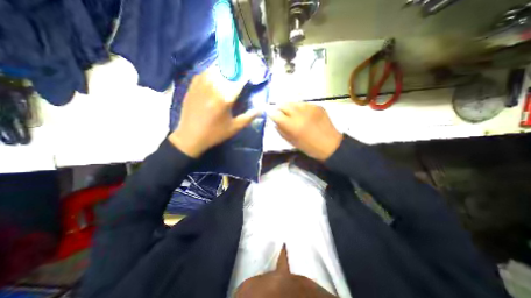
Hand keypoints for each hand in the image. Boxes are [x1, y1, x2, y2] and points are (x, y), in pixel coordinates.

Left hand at [169, 66, 257, 157]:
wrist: (190, 136)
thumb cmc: (214, 133)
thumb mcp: (234, 128)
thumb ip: (249, 117)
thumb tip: (261, 109)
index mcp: (225, 98)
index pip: (239, 79)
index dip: (247, 72)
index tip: (252, 68)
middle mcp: (214, 87)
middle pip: (227, 69)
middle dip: (236, 64)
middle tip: (242, 60)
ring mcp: (201, 84)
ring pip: (215, 67)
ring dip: (224, 64)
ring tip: (230, 63)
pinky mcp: (193, 85)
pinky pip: (204, 71)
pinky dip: (212, 69)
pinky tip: (216, 71)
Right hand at [268, 104, 341, 161]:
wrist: (330, 145)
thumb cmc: (309, 147)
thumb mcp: (292, 142)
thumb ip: (281, 131)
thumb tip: (276, 122)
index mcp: (292, 125)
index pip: (275, 114)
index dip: (271, 114)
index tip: (271, 116)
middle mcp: (299, 113)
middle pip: (284, 104)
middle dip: (280, 109)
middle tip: (281, 114)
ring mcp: (309, 108)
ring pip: (294, 103)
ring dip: (290, 108)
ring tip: (293, 114)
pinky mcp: (317, 106)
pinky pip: (304, 104)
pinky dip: (301, 108)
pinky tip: (304, 115)